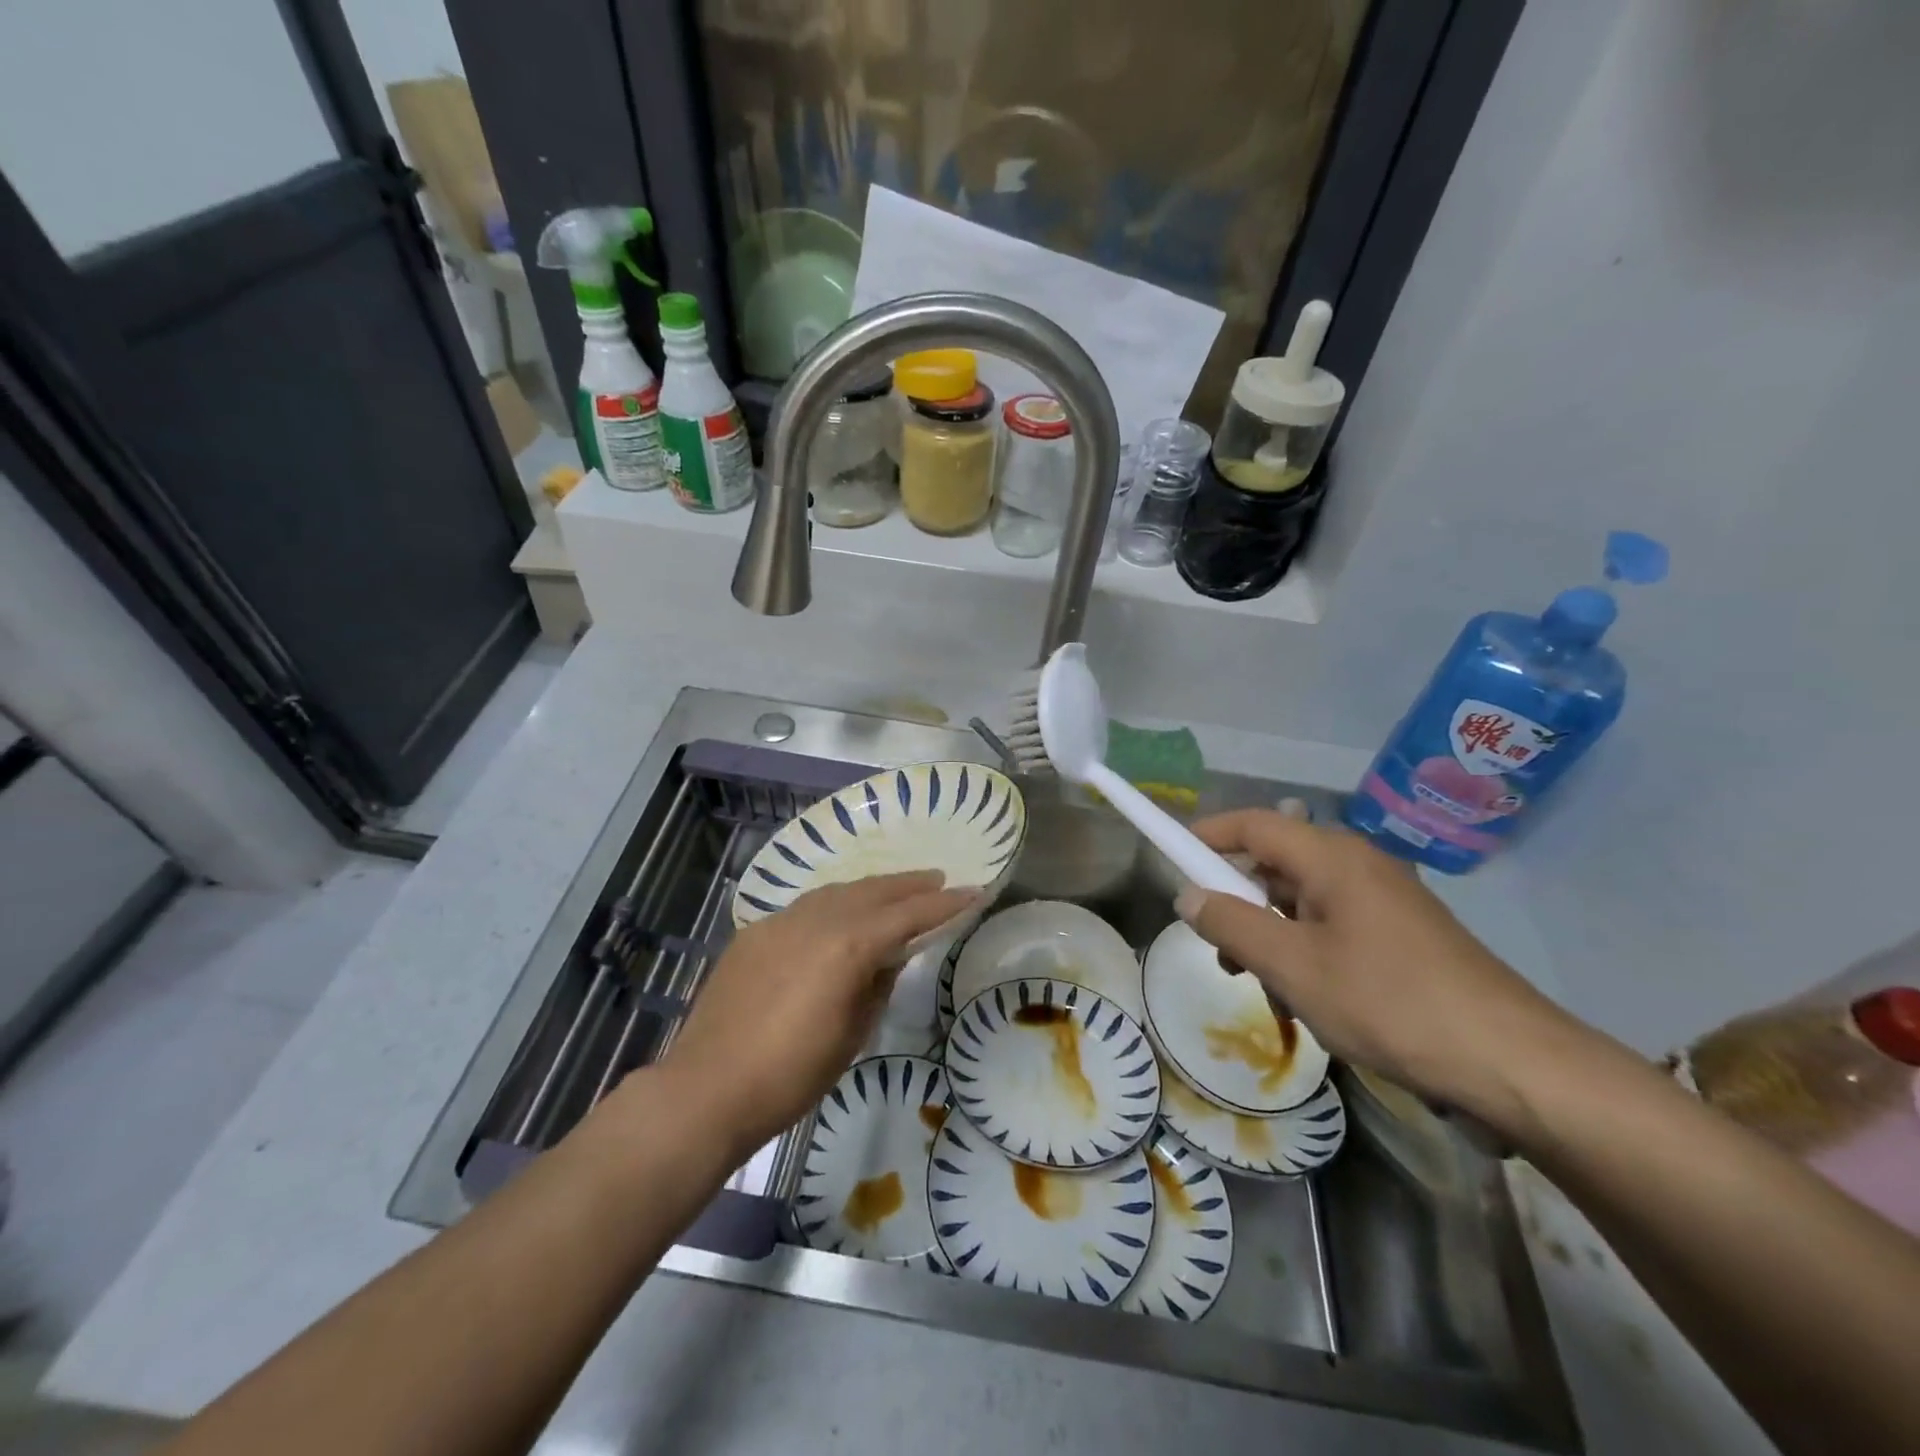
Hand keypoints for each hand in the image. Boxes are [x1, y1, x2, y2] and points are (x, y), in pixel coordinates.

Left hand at [660, 872, 980, 1157]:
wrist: (707, 1088)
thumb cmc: (791, 1075)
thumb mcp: (852, 1034)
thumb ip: (876, 984)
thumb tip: (889, 956)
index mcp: (847, 945)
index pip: (908, 915)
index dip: (945, 904)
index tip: (974, 891)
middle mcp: (815, 920)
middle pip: (873, 892)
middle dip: (909, 885)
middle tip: (938, 878)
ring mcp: (780, 921)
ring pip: (837, 891)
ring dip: (871, 888)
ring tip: (895, 888)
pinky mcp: (755, 932)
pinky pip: (805, 906)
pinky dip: (834, 902)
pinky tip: (840, 913)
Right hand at [1174, 810, 1580, 1131]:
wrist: (1514, 1064)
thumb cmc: (1389, 1003)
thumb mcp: (1292, 967)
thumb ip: (1231, 925)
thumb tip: (1187, 895)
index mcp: (1332, 858)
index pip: (1253, 824)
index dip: (1207, 835)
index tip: (1171, 858)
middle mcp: (1359, 866)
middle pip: (1276, 862)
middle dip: (1237, 898)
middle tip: (1215, 944)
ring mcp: (1385, 901)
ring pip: (1303, 900)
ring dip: (1269, 932)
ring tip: (1259, 982)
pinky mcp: (1403, 936)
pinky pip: (1333, 925)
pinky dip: (1304, 949)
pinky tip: (1307, 997)